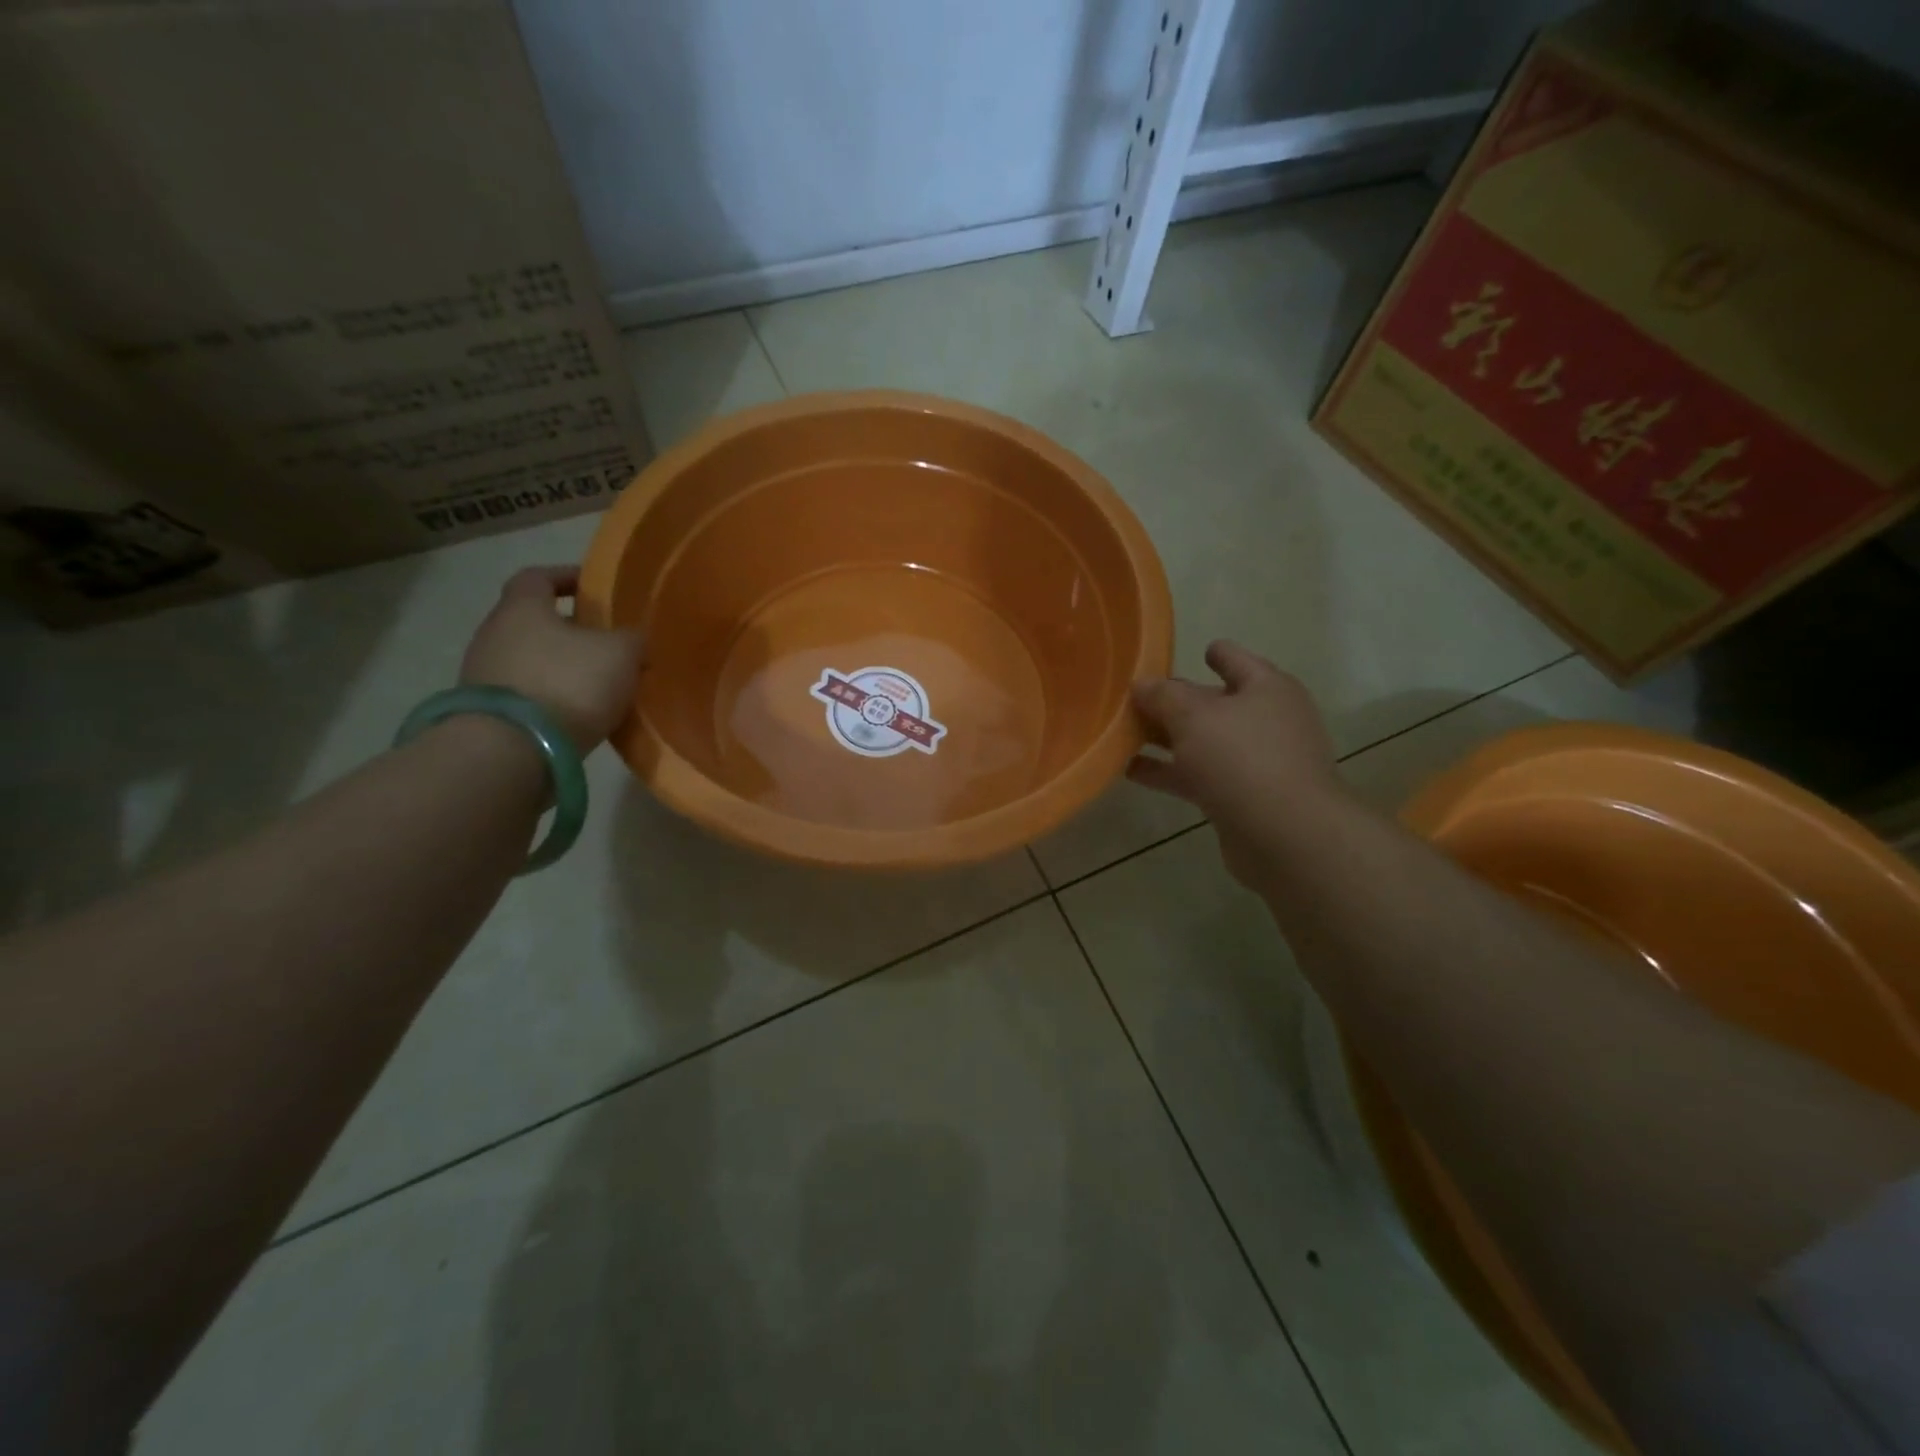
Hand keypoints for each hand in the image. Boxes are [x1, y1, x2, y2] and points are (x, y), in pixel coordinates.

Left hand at [459, 567, 644, 753]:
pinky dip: (553, 697)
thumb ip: (631, 639)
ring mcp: (484, 676)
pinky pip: (528, 694)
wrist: (511, 751)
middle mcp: (494, 634)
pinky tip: (579, 713)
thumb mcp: (620, 654)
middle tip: (608, 642)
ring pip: (531, 659)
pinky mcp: (488, 713)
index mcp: (522, 608)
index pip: (538, 577)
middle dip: (571, 629)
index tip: (594, 588)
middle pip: (534, 621)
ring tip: (599, 683)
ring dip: (562, 667)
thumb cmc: (567, 684)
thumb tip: (633, 639)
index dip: (567, 577)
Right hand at [1128, 641, 1342, 886]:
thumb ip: (1163, 696)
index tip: (1182, 654)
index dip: (1211, 653)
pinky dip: (1167, 772)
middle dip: (1175, 700)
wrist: (1286, 836)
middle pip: (1213, 701)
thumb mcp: (1194, 716)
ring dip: (1165, 739)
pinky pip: (1197, 776)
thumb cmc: (1243, 759)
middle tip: (1132, 699)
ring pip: (1201, 742)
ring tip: (1121, 734)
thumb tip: (1141, 684)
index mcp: (1266, 688)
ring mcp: (1254, 762)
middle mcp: (1264, 720)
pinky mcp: (1240, 797)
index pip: (1234, 658)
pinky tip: (1130, 771)